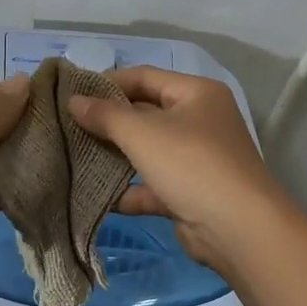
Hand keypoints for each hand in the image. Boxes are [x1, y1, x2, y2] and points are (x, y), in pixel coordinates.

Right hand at [67, 67, 290, 276]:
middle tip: (68, 126)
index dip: (107, 82)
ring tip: (75, 157)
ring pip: (148, 151)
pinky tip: (96, 196)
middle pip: (145, 113)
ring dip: (115, 156)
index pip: (145, 76)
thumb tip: (74, 100)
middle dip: (109, 121)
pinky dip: (128, 190)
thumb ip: (105, 115)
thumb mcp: (143, 133)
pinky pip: (152, 185)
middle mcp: (200, 120)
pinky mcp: (190, 193)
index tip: (72, 93)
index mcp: (196, 93)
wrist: (238, 229)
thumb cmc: (191, 164)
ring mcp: (197, 159)